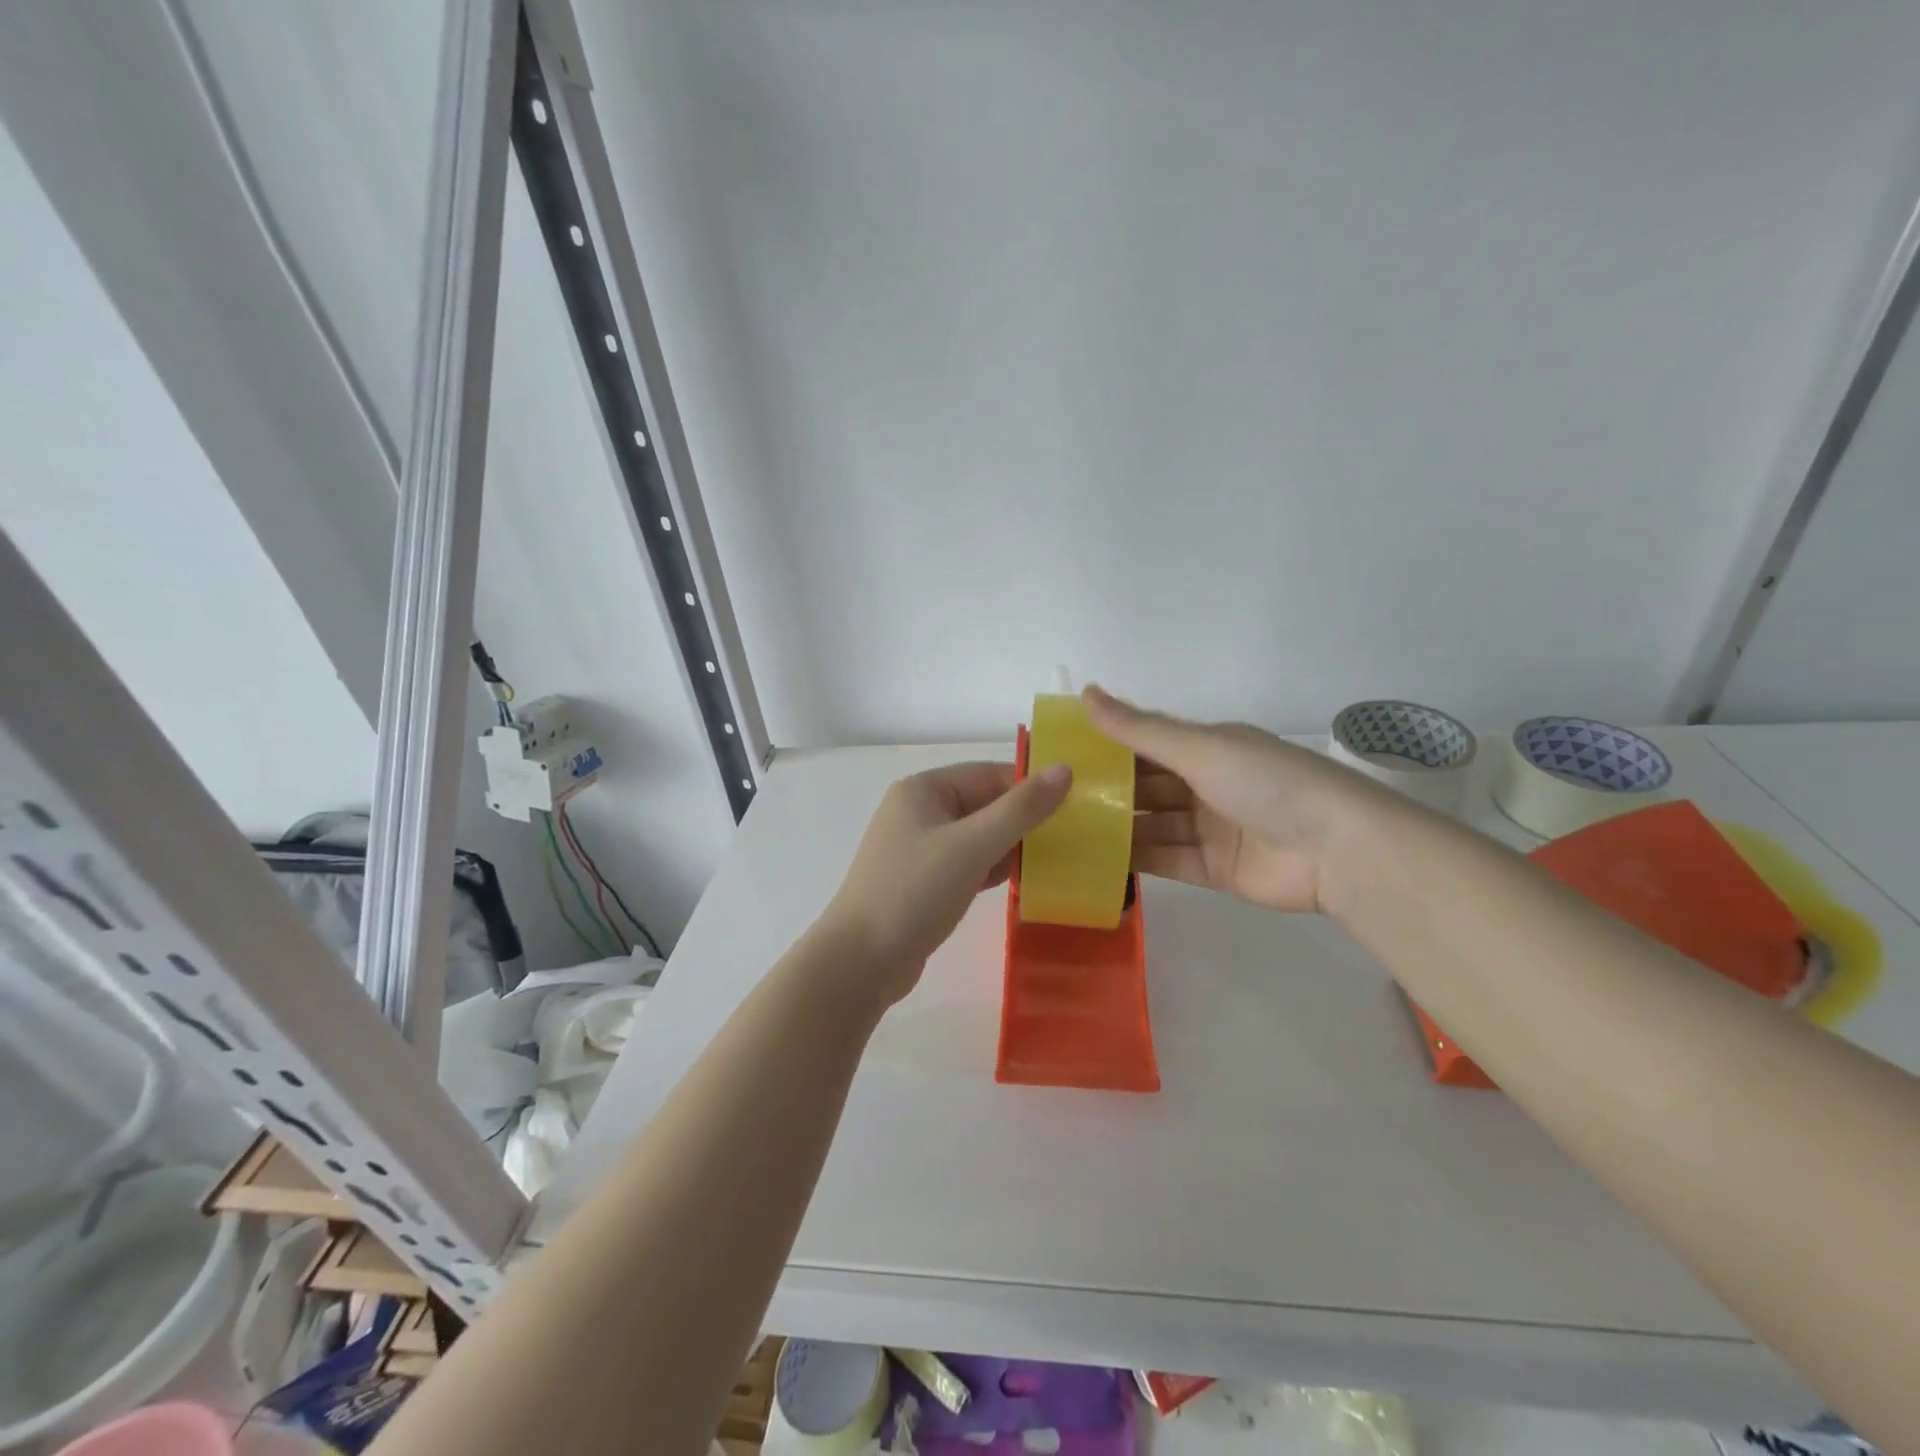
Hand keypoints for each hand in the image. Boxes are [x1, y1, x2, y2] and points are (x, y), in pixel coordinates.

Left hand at [818, 760, 1072, 1004]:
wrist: (861, 962)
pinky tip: (1026, 882)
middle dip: (1025, 819)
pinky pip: (969, 864)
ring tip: (1060, 858)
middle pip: (985, 804)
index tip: (1076, 803)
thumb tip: (1064, 769)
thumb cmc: (914, 892)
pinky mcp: (924, 882)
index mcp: (924, 790)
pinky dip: (994, 869)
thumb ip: (1020, 809)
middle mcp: (919, 812)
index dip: (1031, 786)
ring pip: (979, 837)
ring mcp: (919, 849)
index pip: (989, 774)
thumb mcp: (972, 845)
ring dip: (1013, 846)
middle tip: (1075, 834)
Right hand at [1083, 685, 1402, 914]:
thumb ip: (1140, 729)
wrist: (1336, 849)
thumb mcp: (1200, 748)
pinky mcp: (1212, 869)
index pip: (1147, 743)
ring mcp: (1209, 829)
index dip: (1108, 744)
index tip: (1062, 751)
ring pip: (1151, 825)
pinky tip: (1095, 861)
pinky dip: (1134, 861)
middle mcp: (1205, 785)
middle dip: (1106, 790)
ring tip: (1064, 832)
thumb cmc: (1266, 782)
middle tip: (1054, 799)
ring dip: (1115, 827)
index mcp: (1207, 748)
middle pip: (1146, 786)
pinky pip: (1165, 861)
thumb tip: (1086, 693)